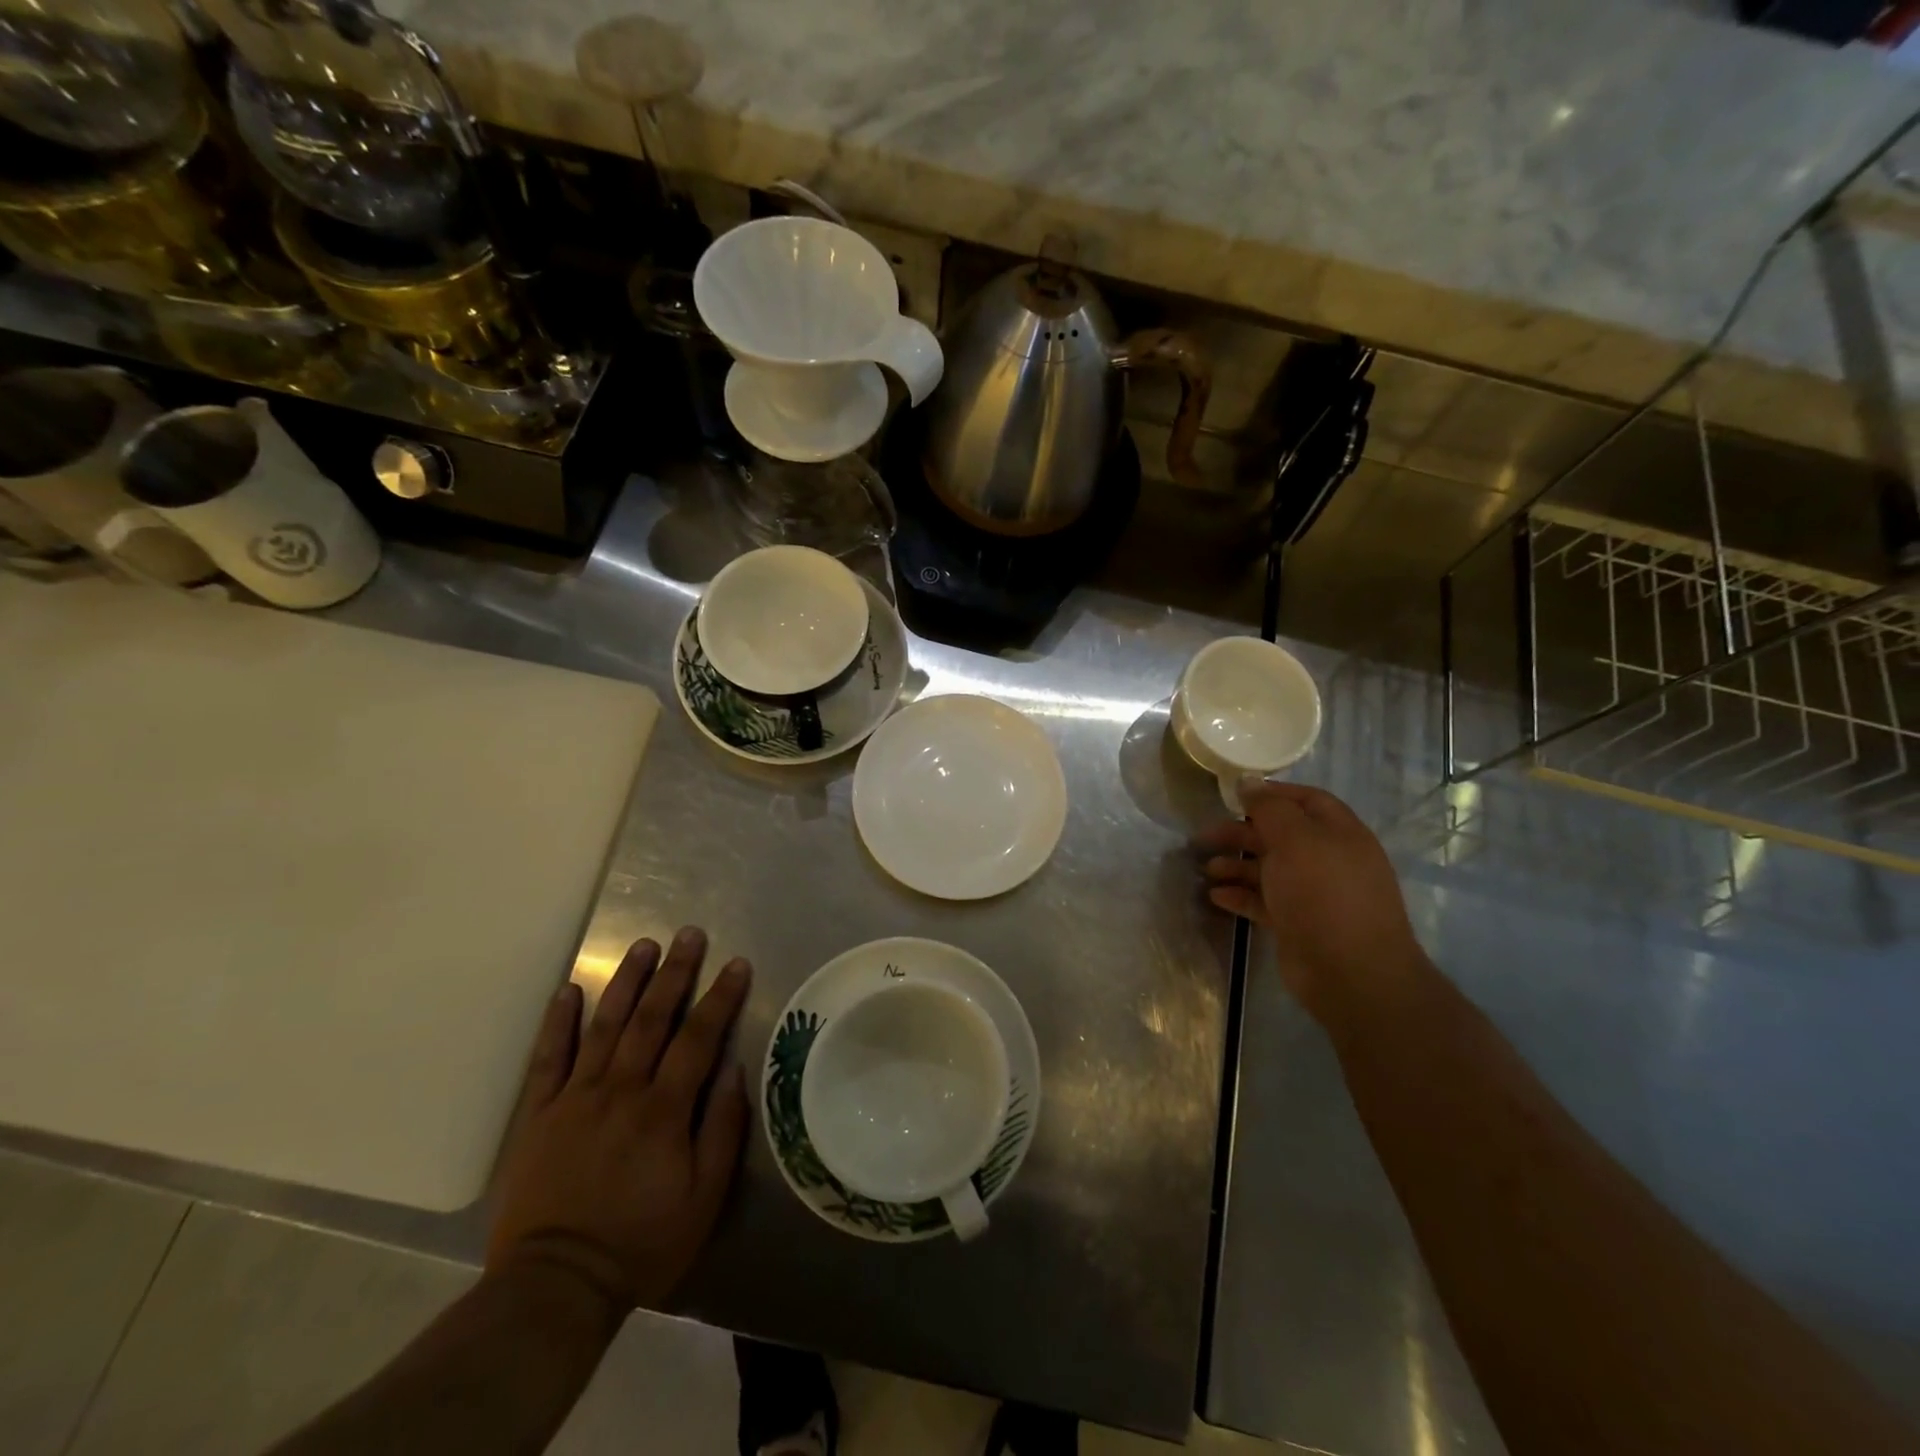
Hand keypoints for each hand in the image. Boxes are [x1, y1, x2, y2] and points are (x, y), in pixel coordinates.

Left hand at [486, 927, 751, 1315]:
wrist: (555, 1287)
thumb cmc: (642, 1243)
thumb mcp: (704, 1197)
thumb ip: (721, 1129)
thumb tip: (733, 1070)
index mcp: (663, 1109)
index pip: (698, 1037)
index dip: (720, 997)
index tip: (736, 963)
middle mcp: (621, 1090)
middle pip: (652, 1019)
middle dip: (675, 972)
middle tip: (689, 934)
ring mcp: (575, 1098)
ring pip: (605, 1026)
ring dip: (626, 982)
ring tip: (643, 945)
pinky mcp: (538, 1115)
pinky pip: (548, 1059)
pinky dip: (558, 1022)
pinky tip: (568, 990)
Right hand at [1196, 782, 1430, 1036]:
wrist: (1351, 974)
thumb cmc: (1324, 895)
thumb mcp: (1296, 840)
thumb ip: (1270, 808)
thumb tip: (1248, 782)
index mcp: (1340, 834)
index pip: (1307, 801)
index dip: (1272, 794)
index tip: (1234, 795)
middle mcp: (1329, 860)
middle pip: (1281, 835)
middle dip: (1242, 833)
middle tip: (1205, 836)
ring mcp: (1314, 895)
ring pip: (1269, 870)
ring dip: (1236, 865)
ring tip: (1206, 869)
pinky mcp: (1298, 924)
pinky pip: (1264, 901)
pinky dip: (1240, 895)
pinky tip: (1215, 896)